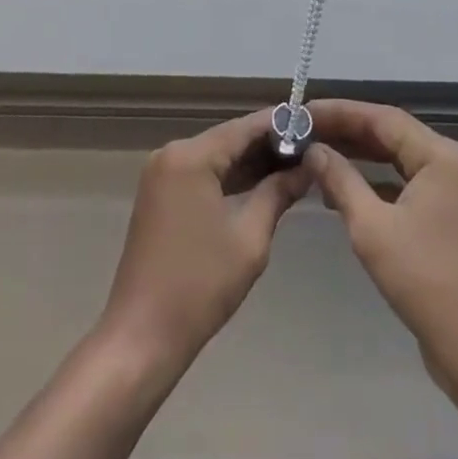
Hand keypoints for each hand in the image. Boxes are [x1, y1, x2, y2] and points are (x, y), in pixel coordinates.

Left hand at [96, 108, 313, 370]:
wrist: (142, 336)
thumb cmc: (200, 285)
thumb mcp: (250, 238)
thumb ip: (278, 193)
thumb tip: (307, 167)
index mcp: (191, 156)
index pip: (244, 127)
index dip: (280, 124)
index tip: (315, 123)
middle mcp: (172, 153)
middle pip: (228, 139)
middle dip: (268, 145)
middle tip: (311, 149)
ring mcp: (162, 173)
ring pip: (216, 156)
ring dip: (250, 163)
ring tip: (295, 166)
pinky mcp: (160, 194)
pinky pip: (201, 174)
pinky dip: (229, 179)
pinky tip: (261, 185)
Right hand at [306, 99, 457, 393]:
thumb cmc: (426, 282)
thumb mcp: (372, 228)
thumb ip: (340, 180)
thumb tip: (313, 150)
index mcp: (440, 155)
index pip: (382, 118)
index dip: (339, 112)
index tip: (302, 113)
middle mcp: (450, 163)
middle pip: (390, 135)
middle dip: (346, 133)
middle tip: (303, 133)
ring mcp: (452, 191)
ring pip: (396, 160)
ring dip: (357, 159)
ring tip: (315, 157)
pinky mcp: (446, 217)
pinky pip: (404, 185)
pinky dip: (373, 185)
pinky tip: (341, 193)